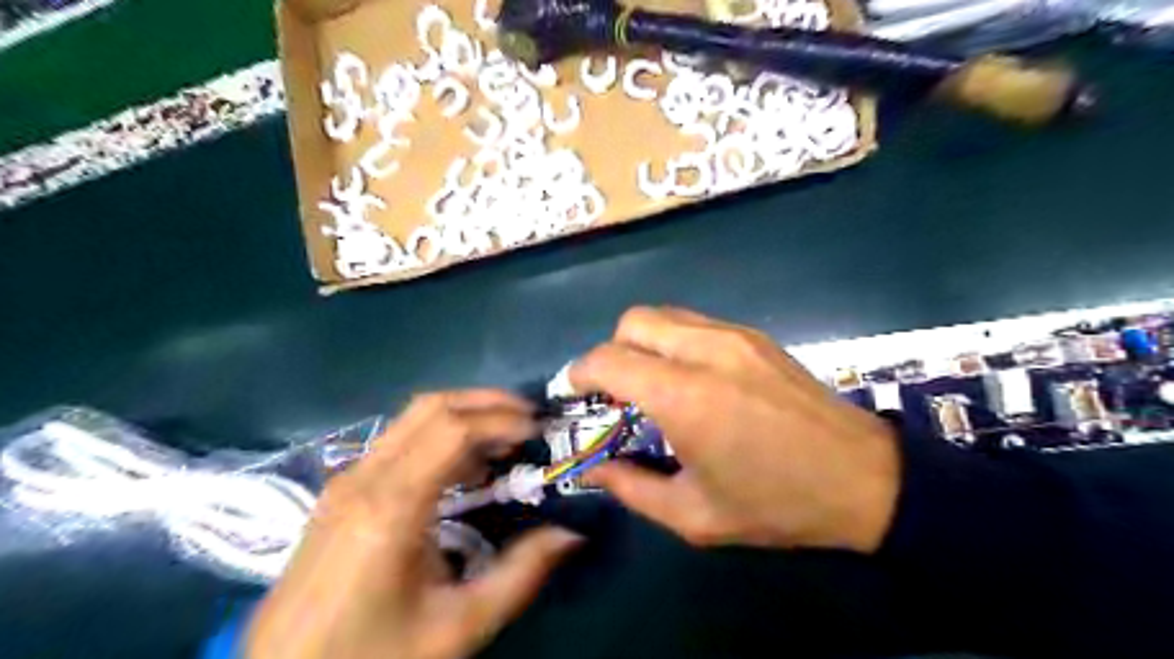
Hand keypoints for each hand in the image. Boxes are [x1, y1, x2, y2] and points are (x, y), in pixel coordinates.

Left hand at [244, 392, 581, 658]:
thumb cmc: (372, 654)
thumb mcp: (458, 626)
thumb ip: (520, 575)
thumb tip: (572, 534)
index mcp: (391, 506)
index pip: (453, 431)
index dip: (502, 420)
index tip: (540, 430)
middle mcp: (365, 477)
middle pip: (432, 407)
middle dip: (487, 402)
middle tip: (530, 418)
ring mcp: (347, 478)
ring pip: (412, 417)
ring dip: (464, 415)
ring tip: (505, 439)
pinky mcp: (342, 489)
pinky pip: (398, 440)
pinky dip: (440, 435)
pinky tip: (464, 466)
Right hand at [577, 306, 900, 553]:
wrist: (865, 479)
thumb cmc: (777, 505)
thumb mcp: (695, 516)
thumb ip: (632, 489)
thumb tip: (595, 469)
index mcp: (685, 397)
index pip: (609, 359)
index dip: (581, 372)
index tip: (575, 392)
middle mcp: (705, 352)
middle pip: (633, 321)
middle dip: (611, 351)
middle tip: (616, 392)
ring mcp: (735, 336)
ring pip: (664, 315)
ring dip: (643, 343)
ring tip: (652, 384)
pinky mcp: (756, 336)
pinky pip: (695, 323)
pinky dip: (674, 341)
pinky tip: (690, 378)